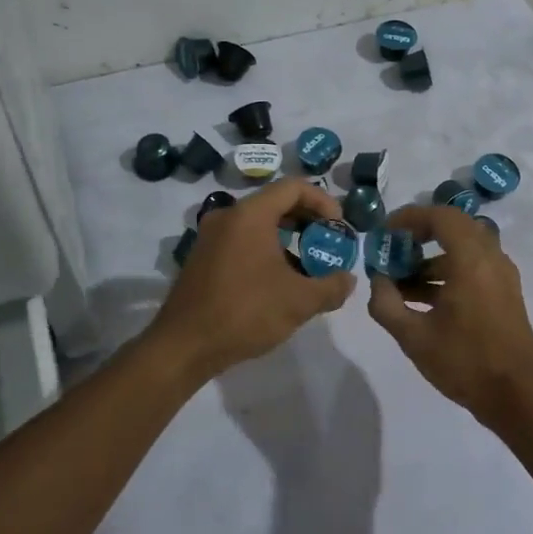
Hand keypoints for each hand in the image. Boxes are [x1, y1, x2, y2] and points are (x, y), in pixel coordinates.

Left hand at [148, 178, 355, 381]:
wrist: (184, 346)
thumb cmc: (245, 312)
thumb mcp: (299, 301)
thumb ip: (331, 287)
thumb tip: (348, 280)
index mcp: (250, 214)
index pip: (294, 187)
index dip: (323, 201)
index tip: (339, 227)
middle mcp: (228, 216)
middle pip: (276, 203)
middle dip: (307, 220)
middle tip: (328, 244)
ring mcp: (211, 236)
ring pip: (258, 223)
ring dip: (288, 238)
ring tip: (309, 266)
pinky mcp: (203, 257)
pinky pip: (242, 240)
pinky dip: (266, 249)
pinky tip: (279, 280)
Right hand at [366, 204, 532, 428]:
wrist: (519, 398)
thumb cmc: (465, 362)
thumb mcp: (413, 337)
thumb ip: (386, 304)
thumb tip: (378, 281)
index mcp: (471, 260)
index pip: (441, 216)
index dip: (410, 217)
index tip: (386, 232)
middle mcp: (491, 259)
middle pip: (454, 228)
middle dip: (420, 234)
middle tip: (394, 249)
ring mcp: (503, 276)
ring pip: (464, 249)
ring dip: (432, 258)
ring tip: (401, 284)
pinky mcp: (506, 294)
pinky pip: (474, 267)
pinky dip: (448, 271)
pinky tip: (424, 301)